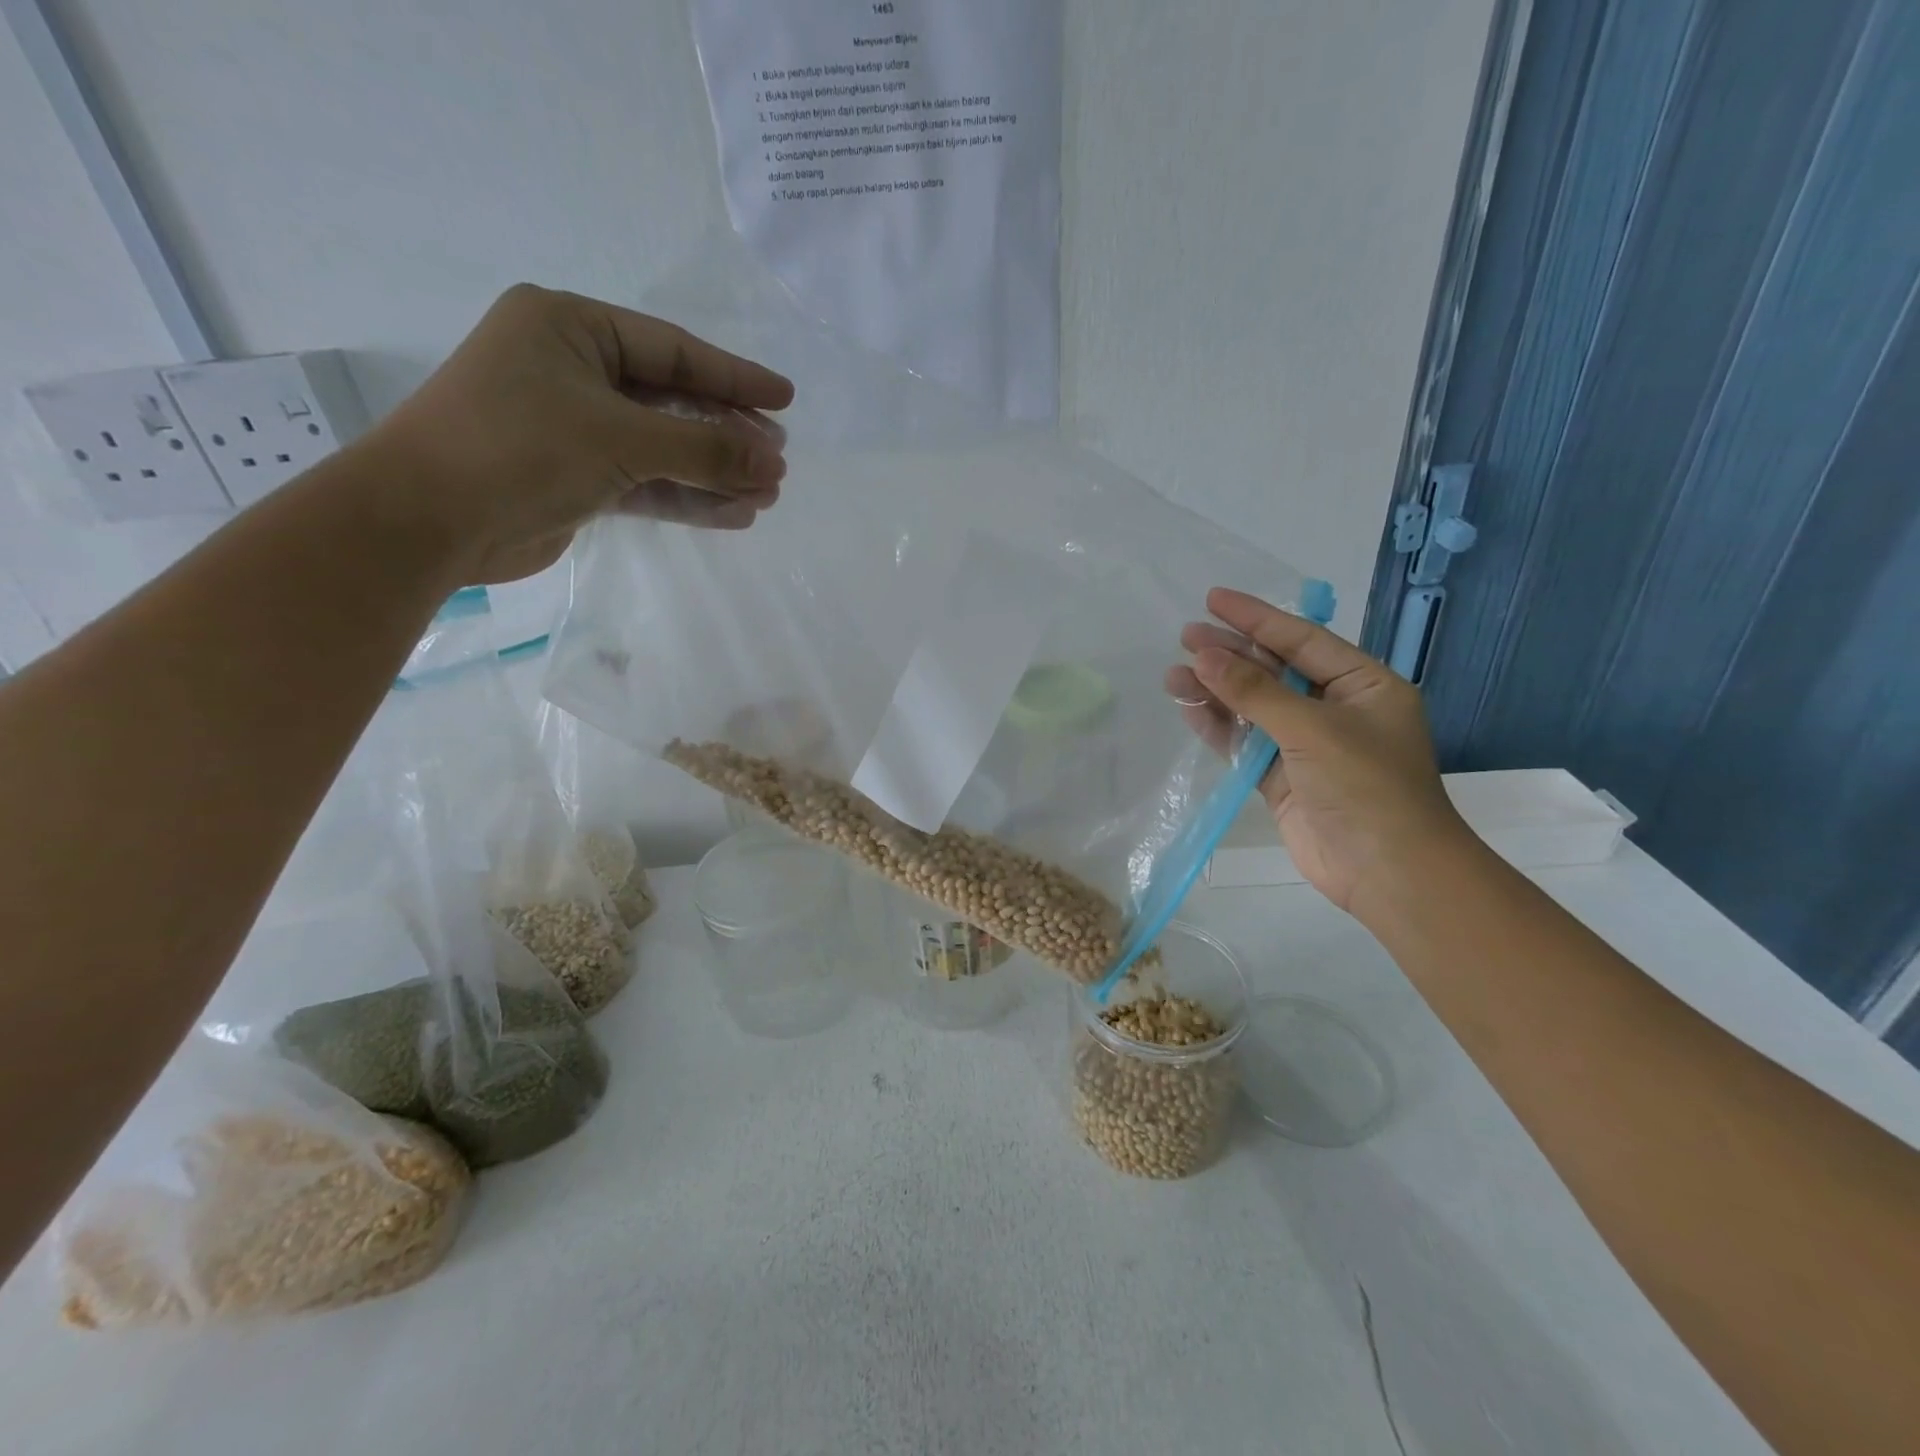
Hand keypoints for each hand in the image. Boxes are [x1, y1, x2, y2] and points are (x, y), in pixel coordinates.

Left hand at [360, 283, 793, 584]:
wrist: (429, 522)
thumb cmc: (519, 449)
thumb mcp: (621, 438)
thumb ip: (705, 448)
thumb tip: (775, 463)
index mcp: (570, 327)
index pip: (673, 350)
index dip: (735, 376)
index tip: (786, 400)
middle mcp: (573, 370)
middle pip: (673, 400)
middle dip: (729, 433)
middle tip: (779, 460)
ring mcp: (574, 427)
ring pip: (664, 447)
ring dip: (714, 473)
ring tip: (767, 495)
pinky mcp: (577, 478)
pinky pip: (646, 482)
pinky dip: (687, 498)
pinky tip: (733, 514)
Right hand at [1164, 587, 1469, 916]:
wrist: (1386, 872)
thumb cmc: (1365, 786)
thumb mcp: (1312, 728)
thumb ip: (1256, 691)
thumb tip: (1204, 656)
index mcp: (1363, 685)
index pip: (1302, 639)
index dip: (1257, 617)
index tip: (1213, 600)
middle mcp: (1335, 709)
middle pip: (1274, 671)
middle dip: (1230, 654)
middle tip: (1184, 637)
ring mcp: (1306, 746)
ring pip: (1253, 708)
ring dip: (1216, 691)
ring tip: (1173, 675)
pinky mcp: (1282, 778)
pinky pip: (1245, 743)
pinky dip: (1218, 727)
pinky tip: (1188, 709)